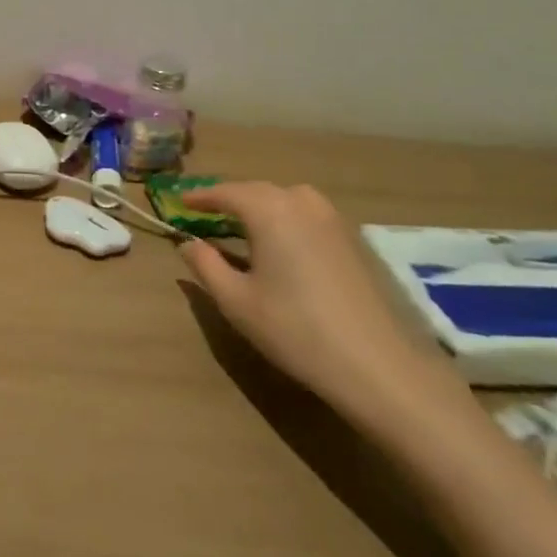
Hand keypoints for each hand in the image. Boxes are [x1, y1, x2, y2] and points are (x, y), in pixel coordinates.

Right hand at [179, 182, 465, 427]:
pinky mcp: (352, 240)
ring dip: (260, 207)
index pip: (225, 192)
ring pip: (285, 200)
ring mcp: (332, 219)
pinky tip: (281, 244)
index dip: (200, 197)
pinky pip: (307, 215)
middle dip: (230, 199)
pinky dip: (285, 219)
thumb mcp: (236, 300)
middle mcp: (301, 202)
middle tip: (206, 214)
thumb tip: (188, 243)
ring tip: (242, 227)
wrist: (377, 365)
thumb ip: (205, 264)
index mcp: (268, 210)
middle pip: (256, 191)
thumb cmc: (294, 328)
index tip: (180, 204)